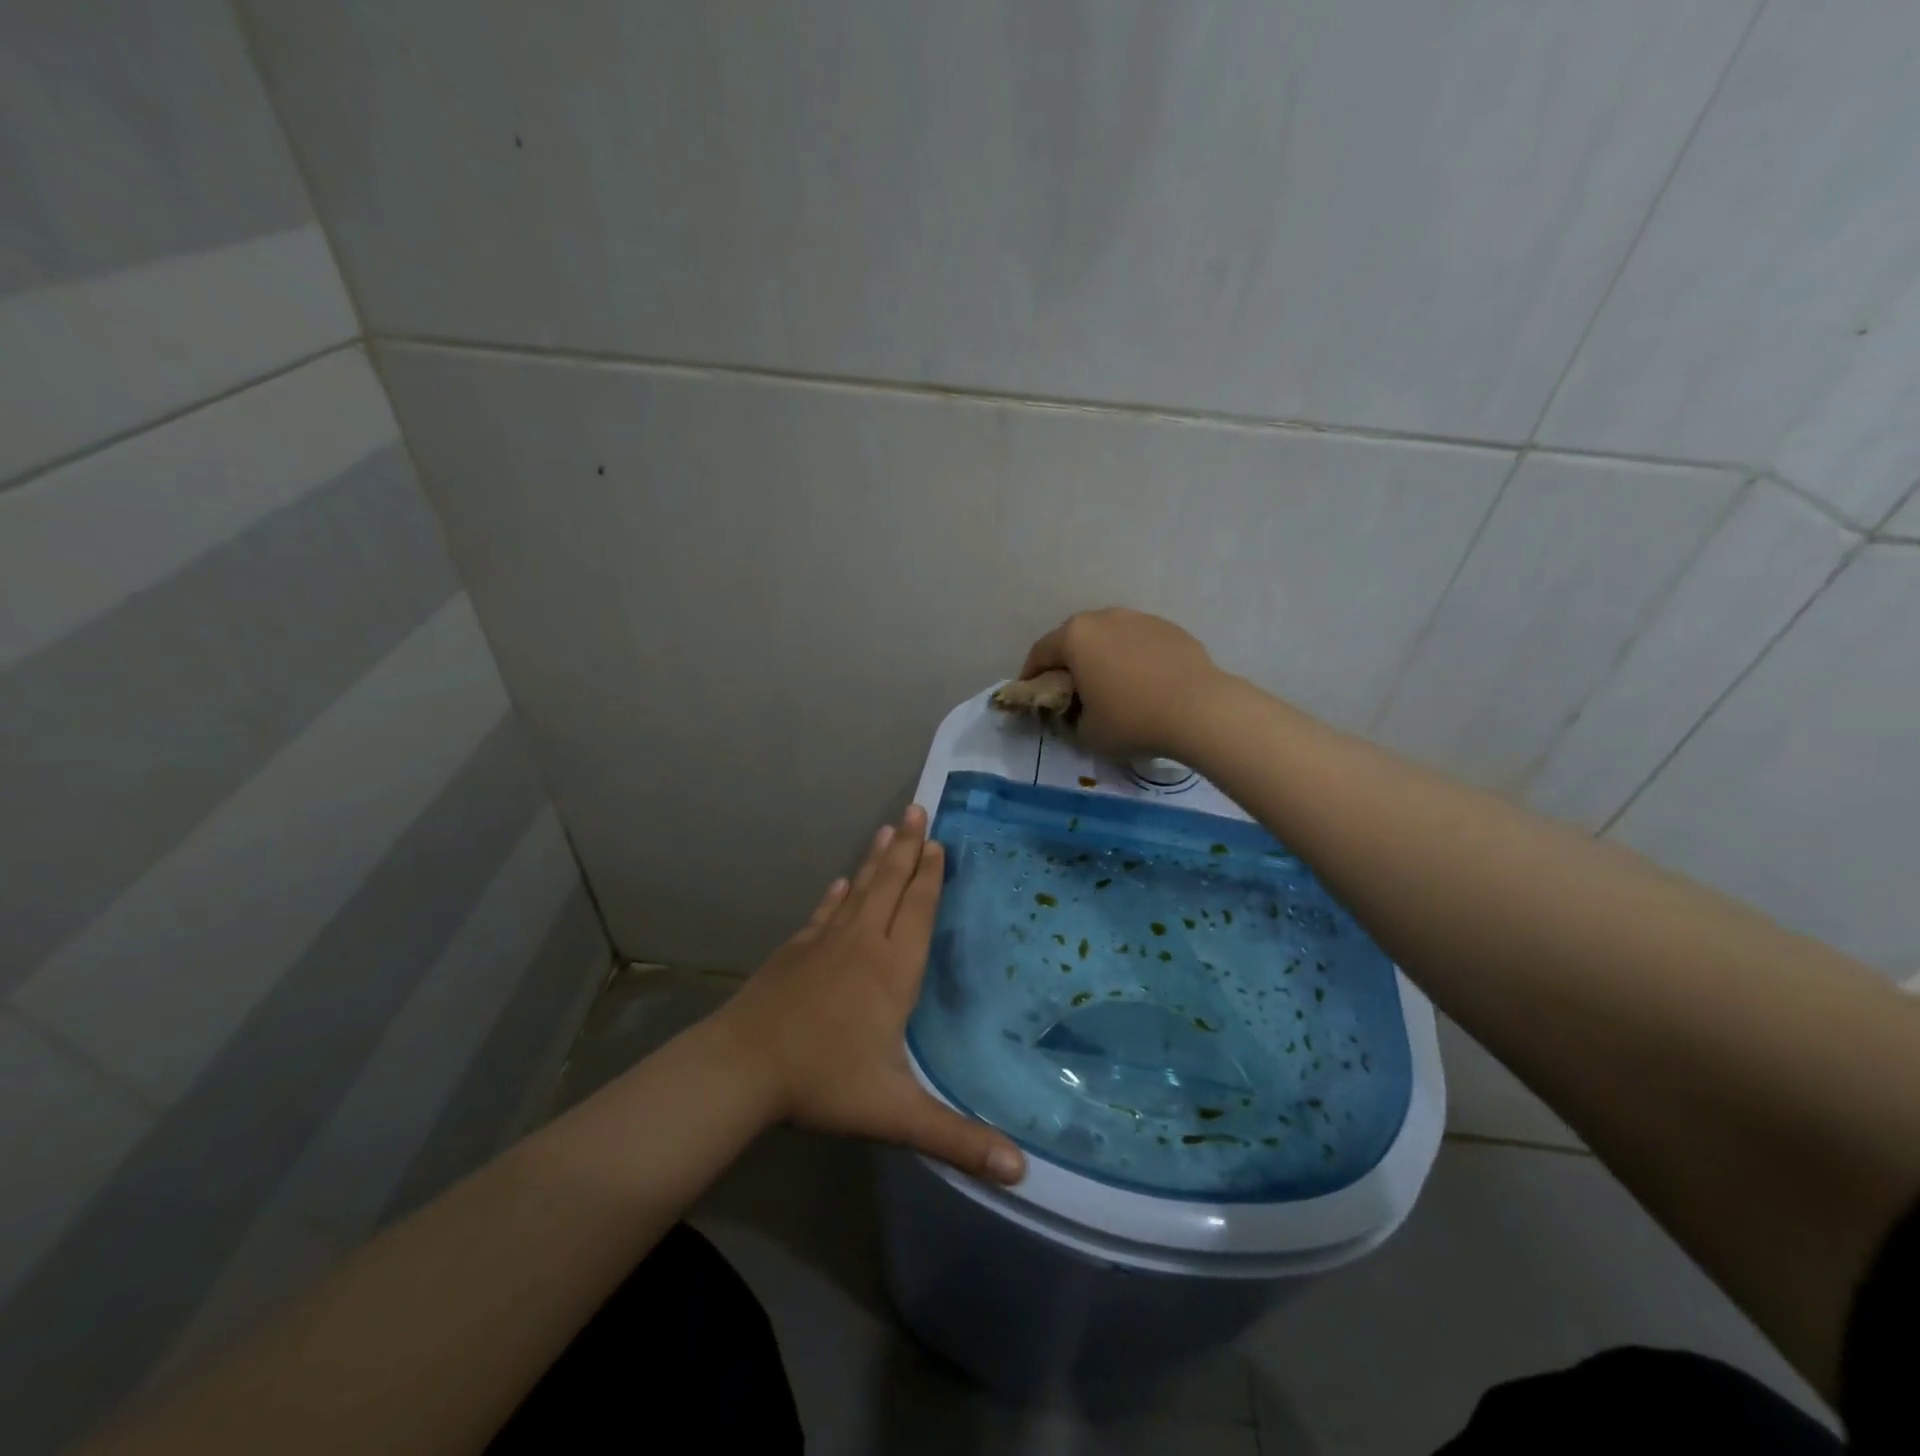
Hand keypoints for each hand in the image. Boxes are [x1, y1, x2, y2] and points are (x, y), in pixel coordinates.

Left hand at [712, 806, 1026, 1184]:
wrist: (742, 1068)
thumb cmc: (824, 1083)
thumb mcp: (895, 1114)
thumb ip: (957, 1139)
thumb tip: (1021, 1171)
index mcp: (892, 969)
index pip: (918, 909)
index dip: (930, 876)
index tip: (938, 842)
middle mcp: (862, 943)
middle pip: (889, 884)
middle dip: (907, 846)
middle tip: (916, 808)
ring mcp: (824, 942)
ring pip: (857, 889)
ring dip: (874, 859)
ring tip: (887, 827)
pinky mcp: (795, 951)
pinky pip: (823, 912)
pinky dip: (835, 894)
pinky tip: (837, 883)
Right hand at [1020, 607, 1226, 760]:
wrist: (1201, 710)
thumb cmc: (1132, 720)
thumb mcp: (1087, 733)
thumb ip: (1071, 718)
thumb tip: (1077, 711)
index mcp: (1076, 637)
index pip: (1040, 653)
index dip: (1031, 675)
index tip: (1031, 694)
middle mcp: (1105, 617)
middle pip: (1075, 638)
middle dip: (1068, 662)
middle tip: (1070, 690)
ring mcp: (1140, 619)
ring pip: (1110, 637)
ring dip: (1103, 657)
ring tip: (1111, 685)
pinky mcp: (1170, 629)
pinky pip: (1139, 643)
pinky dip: (1133, 659)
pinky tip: (1144, 684)